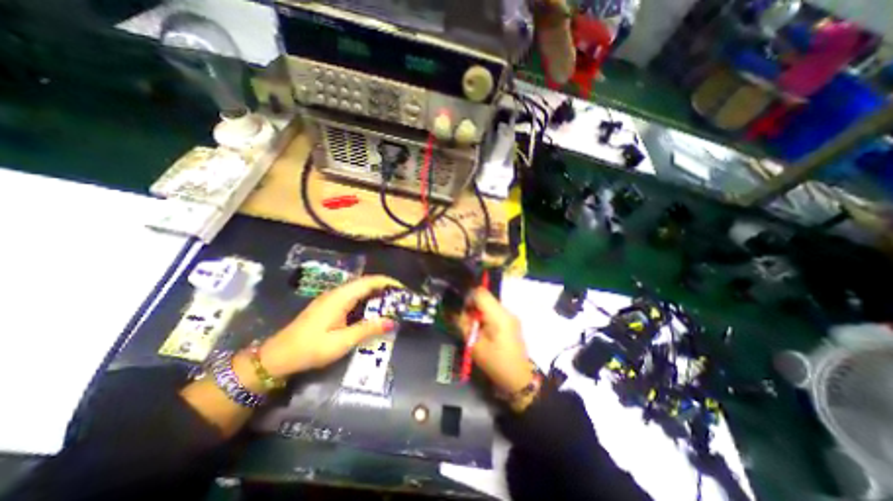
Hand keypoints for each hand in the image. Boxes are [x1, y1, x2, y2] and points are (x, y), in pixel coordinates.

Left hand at [254, 276, 400, 376]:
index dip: (387, 282)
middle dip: (384, 288)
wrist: (277, 357)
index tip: (402, 289)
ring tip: (390, 304)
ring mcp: (331, 298)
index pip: (369, 281)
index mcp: (340, 297)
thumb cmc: (311, 348)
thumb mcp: (342, 341)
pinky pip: (353, 297)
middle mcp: (337, 293)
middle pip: (365, 283)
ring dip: (375, 294)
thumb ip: (368, 329)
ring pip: (359, 289)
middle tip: (400, 299)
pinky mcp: (329, 306)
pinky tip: (372, 311)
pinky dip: (366, 300)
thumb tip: (392, 321)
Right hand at [455, 287, 527, 396]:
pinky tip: (483, 330)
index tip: (461, 310)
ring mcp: (511, 316)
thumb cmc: (495, 363)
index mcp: (499, 315)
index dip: (468, 297)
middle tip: (466, 321)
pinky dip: (486, 316)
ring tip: (474, 327)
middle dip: (472, 305)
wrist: (519, 378)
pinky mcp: (512, 321)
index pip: (481, 292)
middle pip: (485, 297)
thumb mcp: (474, 345)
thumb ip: (464, 324)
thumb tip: (455, 311)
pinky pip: (495, 311)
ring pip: (489, 304)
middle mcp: (507, 311)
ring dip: (479, 311)